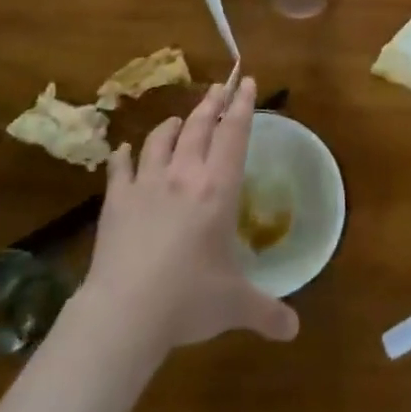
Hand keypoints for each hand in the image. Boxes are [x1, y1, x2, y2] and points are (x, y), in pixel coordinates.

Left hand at [82, 78, 298, 352]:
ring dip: (172, 125)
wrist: (126, 311)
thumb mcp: (235, 306)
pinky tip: (123, 151)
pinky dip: (123, 156)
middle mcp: (184, 175)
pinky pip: (120, 168)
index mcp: (218, 189)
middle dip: (211, 104)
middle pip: (199, 127)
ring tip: (178, 120)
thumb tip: (294, 330)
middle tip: (219, 88)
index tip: (247, 82)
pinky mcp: (116, 200)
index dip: (243, 106)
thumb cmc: (189, 299)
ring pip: (160, 139)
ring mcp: (146, 184)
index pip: (235, 135)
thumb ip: (267, 312)